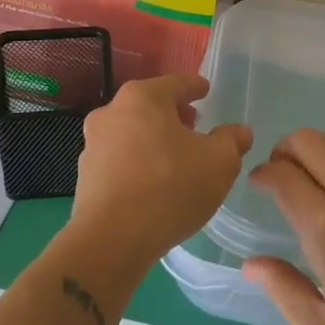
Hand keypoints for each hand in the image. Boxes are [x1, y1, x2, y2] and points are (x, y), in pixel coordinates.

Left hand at [70, 74, 251, 265]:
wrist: (112, 240)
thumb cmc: (170, 187)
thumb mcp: (219, 162)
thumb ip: (231, 141)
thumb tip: (238, 132)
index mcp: (143, 98)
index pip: (176, 83)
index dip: (194, 87)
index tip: (205, 90)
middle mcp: (112, 112)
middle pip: (149, 105)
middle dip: (172, 113)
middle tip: (193, 124)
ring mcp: (93, 145)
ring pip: (131, 132)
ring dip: (153, 139)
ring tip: (175, 157)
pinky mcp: (85, 176)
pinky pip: (119, 159)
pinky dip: (137, 162)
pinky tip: (153, 182)